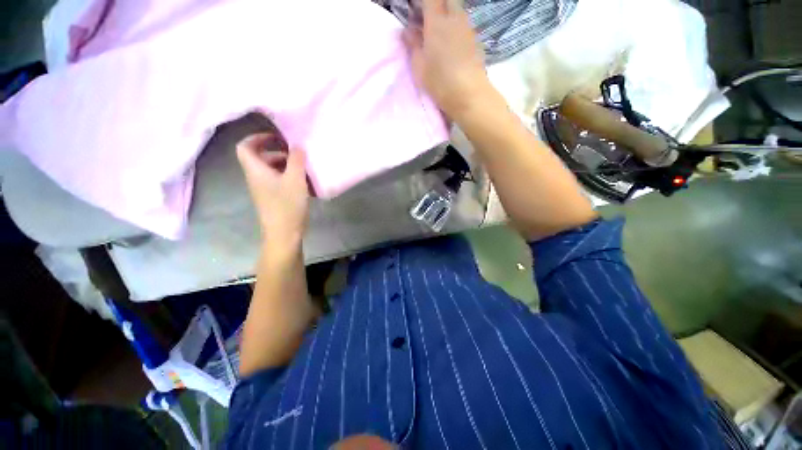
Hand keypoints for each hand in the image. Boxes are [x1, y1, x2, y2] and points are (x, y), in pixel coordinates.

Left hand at [236, 133, 309, 245]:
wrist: (284, 233)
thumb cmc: (287, 204)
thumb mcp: (295, 179)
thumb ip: (296, 159)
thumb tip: (297, 145)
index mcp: (256, 170)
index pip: (245, 146)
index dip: (257, 138)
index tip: (277, 138)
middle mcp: (256, 178)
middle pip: (260, 158)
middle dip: (279, 152)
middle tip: (297, 154)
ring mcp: (264, 189)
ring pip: (271, 170)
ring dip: (286, 165)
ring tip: (304, 168)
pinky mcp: (272, 198)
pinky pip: (278, 181)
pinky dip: (289, 177)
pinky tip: (304, 183)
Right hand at [402, 0, 493, 119]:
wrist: (469, 94)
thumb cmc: (440, 81)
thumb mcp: (419, 66)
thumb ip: (412, 45)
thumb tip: (407, 31)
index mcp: (437, 21)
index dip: (421, 2)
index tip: (413, 11)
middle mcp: (455, 18)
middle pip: (446, 0)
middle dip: (435, 5)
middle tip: (425, 20)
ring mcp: (467, 28)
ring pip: (456, 11)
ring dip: (445, 15)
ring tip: (436, 33)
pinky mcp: (475, 40)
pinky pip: (463, 24)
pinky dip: (454, 26)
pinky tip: (449, 43)